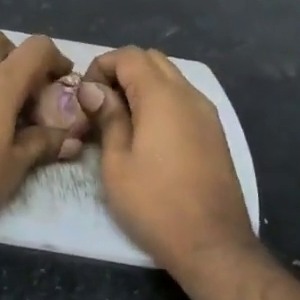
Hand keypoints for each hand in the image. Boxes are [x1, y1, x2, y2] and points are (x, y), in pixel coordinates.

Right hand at [78, 47, 256, 272]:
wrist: (211, 243)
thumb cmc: (154, 204)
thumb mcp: (116, 162)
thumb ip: (108, 117)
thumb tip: (93, 89)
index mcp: (162, 97)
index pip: (129, 56)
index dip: (101, 67)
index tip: (84, 97)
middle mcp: (189, 95)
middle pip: (152, 60)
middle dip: (121, 72)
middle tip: (100, 106)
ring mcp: (207, 113)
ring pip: (171, 78)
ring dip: (142, 87)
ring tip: (120, 121)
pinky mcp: (215, 133)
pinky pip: (183, 100)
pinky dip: (161, 103)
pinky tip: (146, 135)